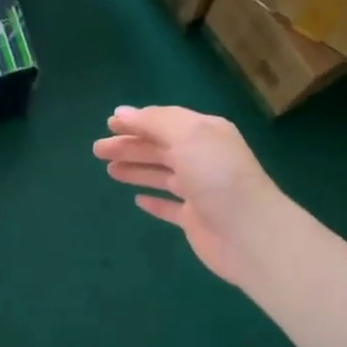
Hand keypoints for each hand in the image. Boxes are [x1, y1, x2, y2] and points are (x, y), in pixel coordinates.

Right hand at [93, 105, 291, 287]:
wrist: (249, 233)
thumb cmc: (217, 176)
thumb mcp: (187, 135)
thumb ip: (155, 122)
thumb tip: (122, 113)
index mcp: (205, 133)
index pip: (165, 121)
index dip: (137, 122)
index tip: (108, 125)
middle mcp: (203, 158)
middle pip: (160, 147)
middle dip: (129, 146)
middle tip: (97, 150)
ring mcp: (200, 190)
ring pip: (162, 174)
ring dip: (136, 169)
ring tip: (110, 170)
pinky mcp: (195, 219)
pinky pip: (170, 206)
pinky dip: (154, 201)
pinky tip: (137, 200)